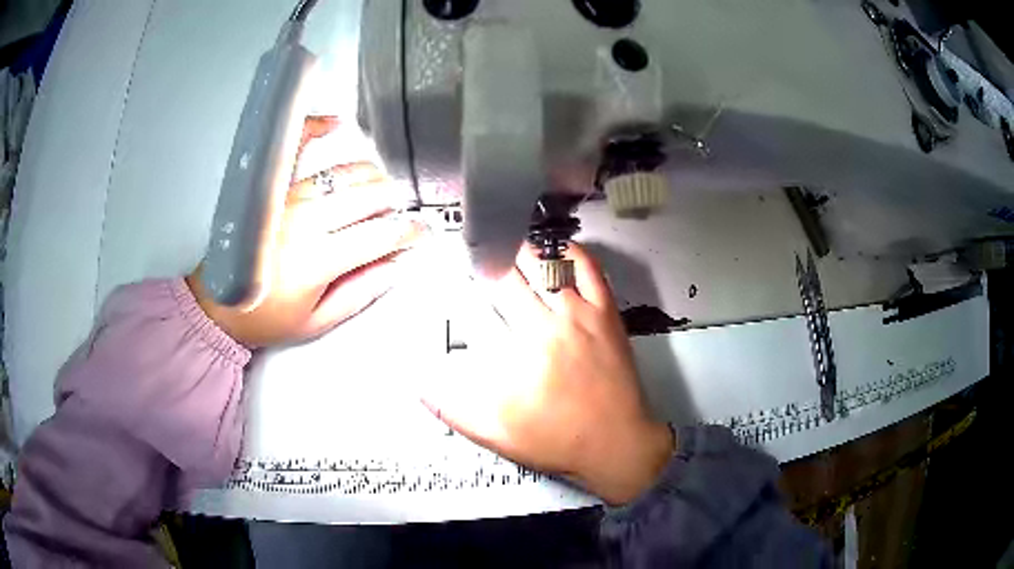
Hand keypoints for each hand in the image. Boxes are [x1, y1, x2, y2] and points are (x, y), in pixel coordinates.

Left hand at [189, 116, 426, 346]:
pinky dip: (316, 129)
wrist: (220, 304)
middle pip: (370, 197)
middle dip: (395, 204)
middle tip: (398, 216)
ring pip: (345, 173)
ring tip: (379, 190)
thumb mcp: (316, 322)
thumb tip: (394, 267)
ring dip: (372, 178)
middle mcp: (305, 223)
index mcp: (318, 261)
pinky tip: (334, 124)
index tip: (420, 232)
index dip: (409, 232)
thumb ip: (359, 293)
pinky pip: (296, 149)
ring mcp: (288, 200)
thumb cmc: (263, 317)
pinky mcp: (274, 190)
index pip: (381, 235)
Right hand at [423, 244, 674, 504]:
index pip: (490, 296)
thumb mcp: (496, 434)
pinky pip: (590, 271)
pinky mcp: (608, 314)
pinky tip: (557, 246)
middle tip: (479, 247)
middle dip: (493, 258)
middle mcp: (552, 321)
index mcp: (524, 346)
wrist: (617, 444)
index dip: (472, 275)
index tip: (460, 264)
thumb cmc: (556, 440)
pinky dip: (572, 253)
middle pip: (517, 276)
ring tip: (507, 239)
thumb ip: (453, 409)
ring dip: (525, 250)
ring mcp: (584, 314)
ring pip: (551, 267)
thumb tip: (417, 384)